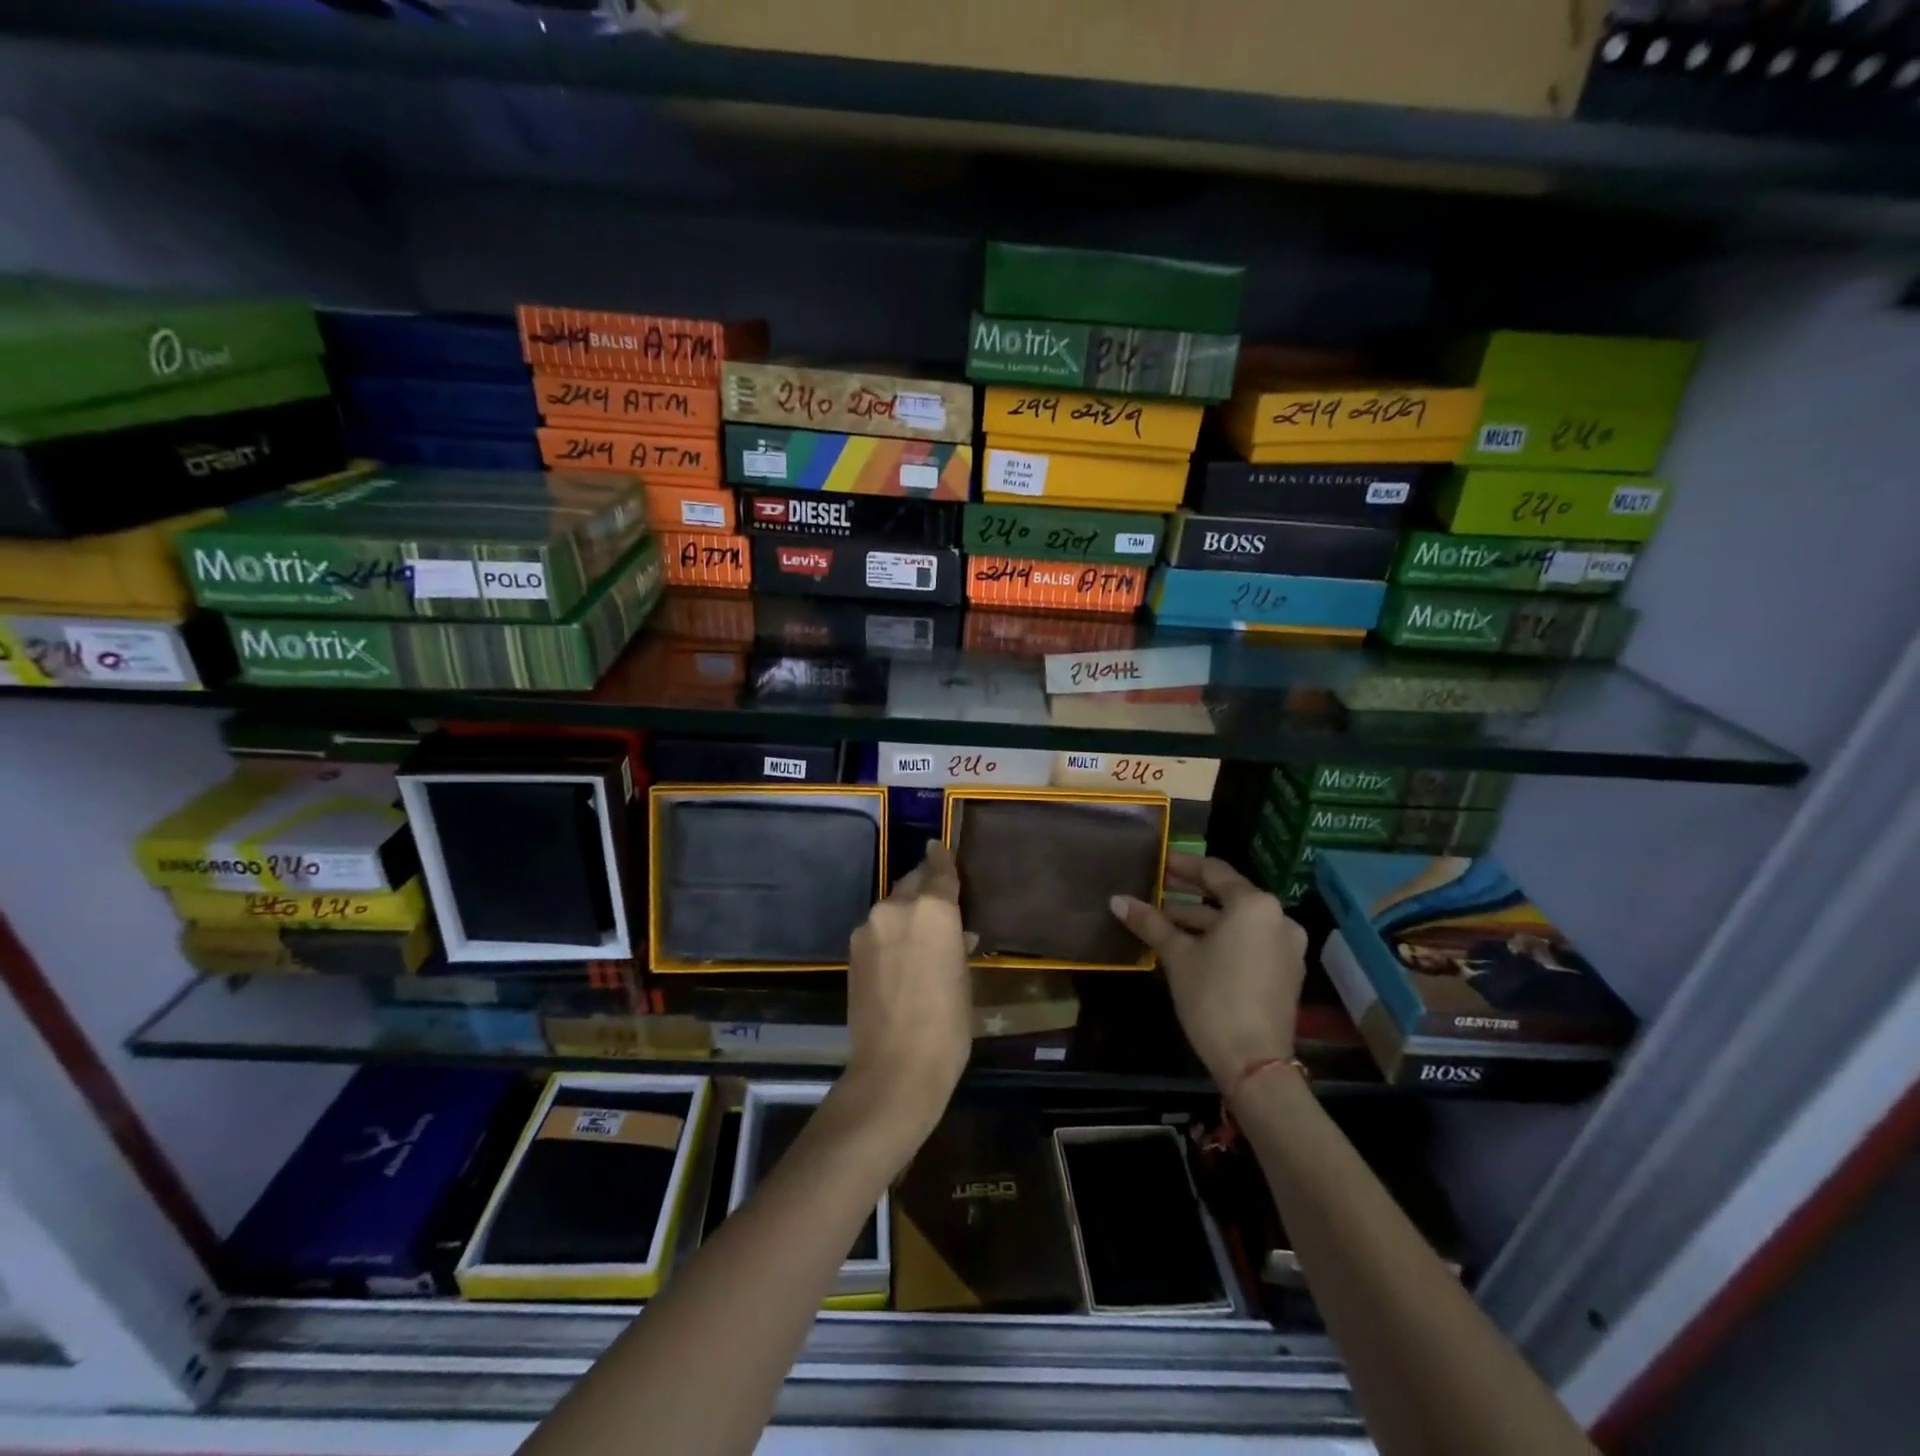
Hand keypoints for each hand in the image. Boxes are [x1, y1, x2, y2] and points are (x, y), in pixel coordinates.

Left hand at [834, 842, 972, 1163]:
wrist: (895, 1067)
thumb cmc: (948, 1024)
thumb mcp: (964, 979)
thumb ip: (956, 945)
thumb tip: (956, 934)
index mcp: (933, 909)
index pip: (939, 870)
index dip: (941, 858)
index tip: (938, 846)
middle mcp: (896, 907)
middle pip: (912, 883)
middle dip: (924, 887)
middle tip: (938, 902)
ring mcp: (869, 928)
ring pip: (891, 907)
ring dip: (905, 914)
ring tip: (920, 938)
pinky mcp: (853, 951)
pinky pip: (877, 930)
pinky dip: (890, 934)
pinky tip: (901, 958)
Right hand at [1110, 852, 1306, 1091]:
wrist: (1255, 1062)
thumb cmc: (1213, 997)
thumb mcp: (1177, 956)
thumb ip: (1149, 922)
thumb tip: (1117, 900)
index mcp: (1254, 905)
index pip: (1213, 871)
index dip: (1182, 865)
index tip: (1159, 862)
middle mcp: (1278, 918)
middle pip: (1228, 896)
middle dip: (1190, 895)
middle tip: (1156, 890)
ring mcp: (1286, 947)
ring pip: (1238, 922)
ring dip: (1203, 920)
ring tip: (1165, 922)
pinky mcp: (1286, 972)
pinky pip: (1250, 942)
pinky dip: (1223, 939)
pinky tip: (1192, 947)